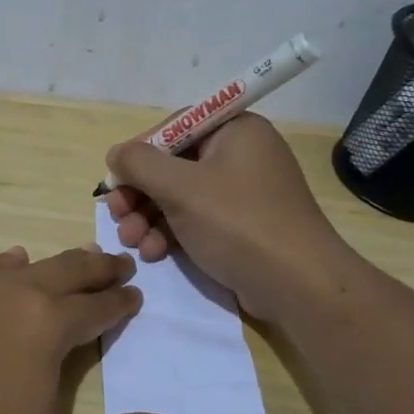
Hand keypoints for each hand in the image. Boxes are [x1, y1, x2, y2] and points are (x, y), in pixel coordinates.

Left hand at [0, 245, 184, 413]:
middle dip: (100, 267)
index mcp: (48, 326)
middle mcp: (15, 295)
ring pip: (28, 266)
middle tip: (121, 263)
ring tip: (77, 260)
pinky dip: (7, 265)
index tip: (136, 296)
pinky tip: (9, 264)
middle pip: (69, 271)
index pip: (98, 307)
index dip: (122, 303)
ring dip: (59, 263)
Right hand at [104, 113, 360, 322]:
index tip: (115, 182)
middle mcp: (240, 154)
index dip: (139, 154)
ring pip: (180, 196)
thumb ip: (140, 164)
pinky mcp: (241, 225)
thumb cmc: (238, 223)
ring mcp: (242, 192)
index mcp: (235, 130)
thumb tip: (116, 154)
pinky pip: (196, 219)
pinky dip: (171, 232)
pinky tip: (154, 253)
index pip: (174, 128)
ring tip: (132, 242)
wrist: (298, 285)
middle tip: (116, 215)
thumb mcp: (181, 188)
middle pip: (173, 165)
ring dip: (149, 217)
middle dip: (140, 193)